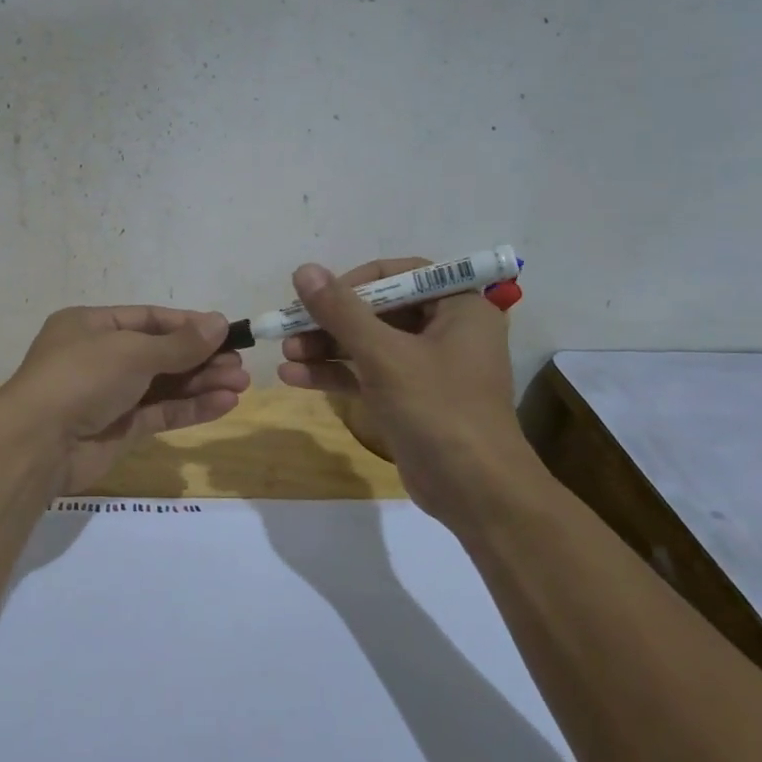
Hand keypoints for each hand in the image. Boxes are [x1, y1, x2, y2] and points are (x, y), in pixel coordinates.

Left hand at [0, 305, 250, 492]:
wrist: (38, 444)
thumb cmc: (82, 377)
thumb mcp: (132, 351)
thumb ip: (179, 343)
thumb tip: (220, 323)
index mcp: (91, 326)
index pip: (148, 319)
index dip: (188, 325)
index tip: (225, 331)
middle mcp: (100, 357)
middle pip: (160, 353)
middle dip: (201, 358)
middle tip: (240, 364)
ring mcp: (110, 395)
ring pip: (164, 385)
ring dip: (202, 383)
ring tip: (241, 384)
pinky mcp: (119, 429)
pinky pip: (160, 413)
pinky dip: (190, 408)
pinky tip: (224, 404)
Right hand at [277, 259, 536, 515]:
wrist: (475, 491)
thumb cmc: (438, 409)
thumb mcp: (384, 355)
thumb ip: (342, 311)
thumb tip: (304, 270)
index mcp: (458, 307)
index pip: (400, 275)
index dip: (354, 282)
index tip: (317, 296)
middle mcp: (446, 330)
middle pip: (378, 310)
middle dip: (331, 321)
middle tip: (289, 328)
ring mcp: (427, 367)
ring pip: (368, 344)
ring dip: (326, 347)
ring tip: (285, 354)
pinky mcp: (410, 398)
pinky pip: (368, 375)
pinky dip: (335, 374)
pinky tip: (293, 378)